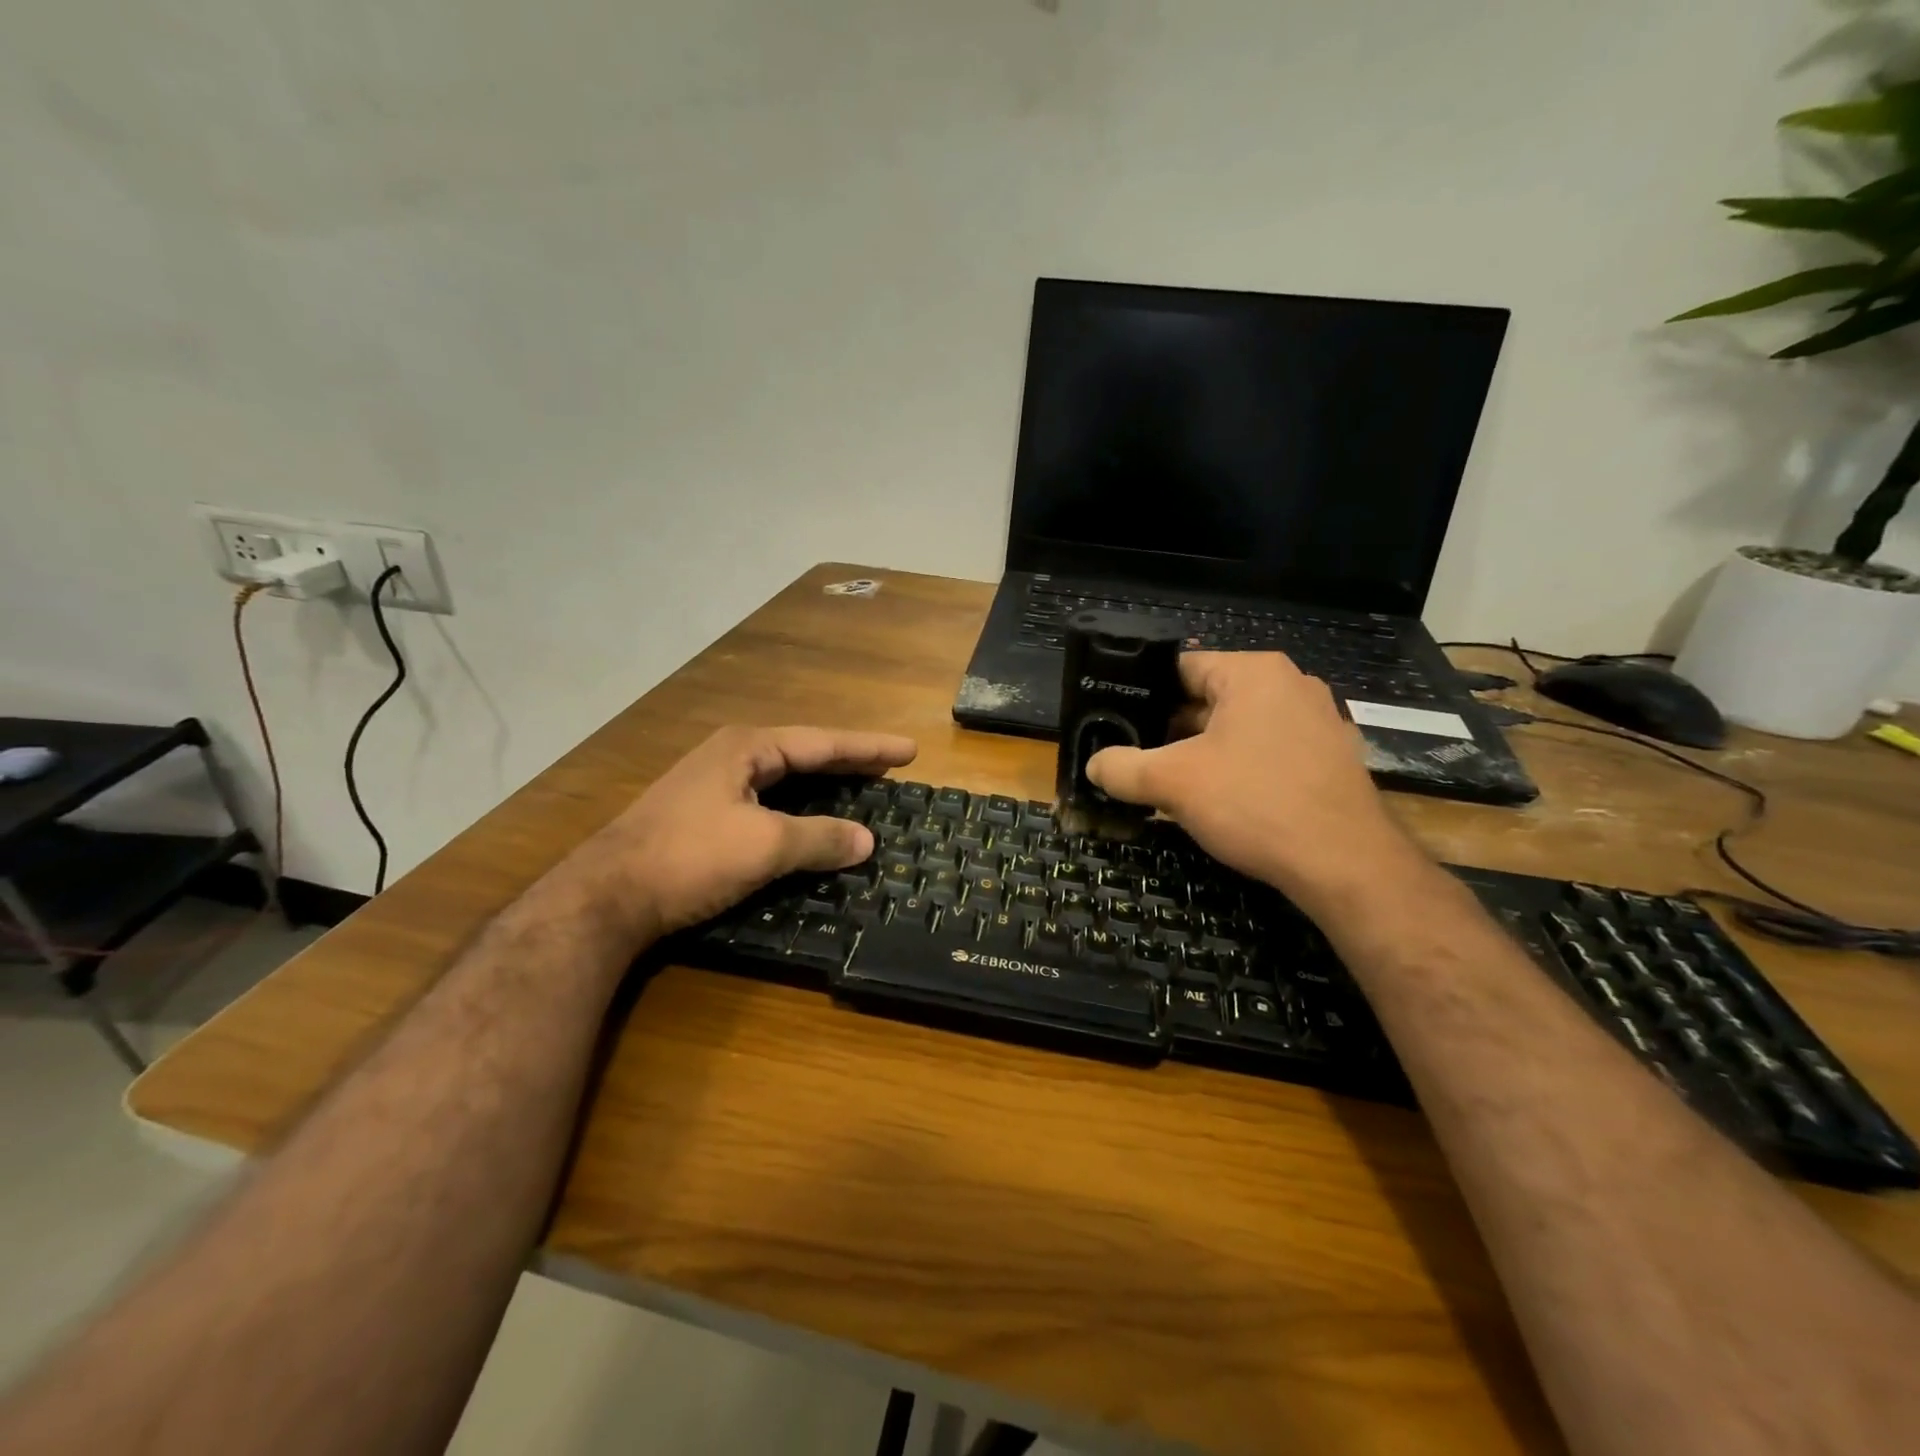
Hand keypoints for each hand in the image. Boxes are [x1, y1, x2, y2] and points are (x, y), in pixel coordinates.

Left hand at [573, 725, 916, 943]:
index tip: (910, 751)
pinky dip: (799, 810)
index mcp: (748, 748)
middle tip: (891, 767)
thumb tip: (867, 841)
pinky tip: (811, 822)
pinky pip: (768, 803)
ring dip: (824, 787)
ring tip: (861, 788)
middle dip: (849, 762)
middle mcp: (731, 757)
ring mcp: (713, 786)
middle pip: (804, 755)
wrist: (606, 896)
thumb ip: (819, 839)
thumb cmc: (690, 857)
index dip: (869, 748)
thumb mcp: (763, 846)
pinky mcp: (703, 816)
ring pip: (784, 780)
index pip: (823, 743)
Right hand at [1085, 653, 1416, 907]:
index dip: (1142, 694)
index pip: (1180, 668)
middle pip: (1208, 699)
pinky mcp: (1330, 759)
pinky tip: (1218, 803)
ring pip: (1237, 729)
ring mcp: (1316, 722)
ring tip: (1167, 783)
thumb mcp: (1173, 782)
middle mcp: (1290, 685)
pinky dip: (1238, 770)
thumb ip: (1122, 767)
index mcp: (1253, 673)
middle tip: (1134, 758)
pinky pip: (1267, 753)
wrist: (1346, 865)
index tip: (1115, 722)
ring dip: (1201, 754)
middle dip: (1169, 730)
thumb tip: (1093, 765)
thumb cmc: (1255, 803)